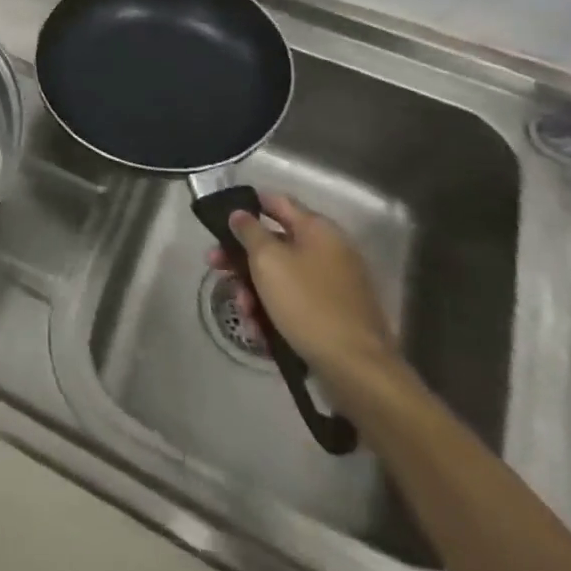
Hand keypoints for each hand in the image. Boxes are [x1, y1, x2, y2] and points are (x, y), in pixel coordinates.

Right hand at [207, 192, 401, 396]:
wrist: (356, 368)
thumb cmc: (307, 303)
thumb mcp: (268, 260)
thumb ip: (249, 231)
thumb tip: (240, 214)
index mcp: (318, 230)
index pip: (277, 201)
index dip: (247, 204)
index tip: (220, 217)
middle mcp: (328, 251)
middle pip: (273, 243)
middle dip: (240, 257)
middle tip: (214, 266)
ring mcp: (333, 285)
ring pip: (280, 276)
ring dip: (253, 290)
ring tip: (243, 313)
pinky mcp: (333, 314)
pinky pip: (293, 302)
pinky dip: (273, 312)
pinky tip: (259, 332)